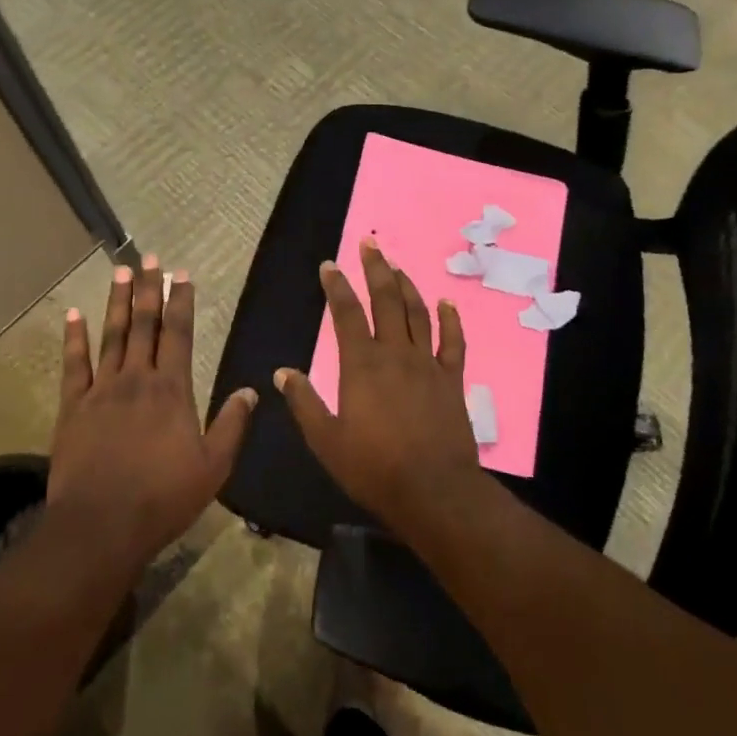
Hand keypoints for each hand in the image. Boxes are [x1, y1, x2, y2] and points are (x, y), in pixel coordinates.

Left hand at [46, 256, 255, 572]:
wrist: (101, 524)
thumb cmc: (163, 497)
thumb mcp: (214, 466)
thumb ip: (232, 424)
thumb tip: (252, 390)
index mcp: (172, 389)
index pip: (178, 333)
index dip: (181, 301)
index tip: (182, 274)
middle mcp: (137, 379)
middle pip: (144, 325)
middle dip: (149, 289)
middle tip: (149, 259)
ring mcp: (101, 390)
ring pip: (112, 336)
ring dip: (117, 302)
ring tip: (121, 271)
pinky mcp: (72, 407)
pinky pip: (74, 365)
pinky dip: (74, 338)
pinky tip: (74, 315)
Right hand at [275, 238, 484, 538]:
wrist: (433, 492)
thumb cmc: (374, 468)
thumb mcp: (326, 440)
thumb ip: (304, 402)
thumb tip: (282, 372)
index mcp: (361, 365)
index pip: (346, 314)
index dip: (336, 287)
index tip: (329, 265)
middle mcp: (395, 354)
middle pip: (386, 300)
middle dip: (376, 269)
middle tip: (370, 244)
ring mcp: (427, 364)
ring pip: (418, 313)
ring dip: (407, 286)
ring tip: (397, 266)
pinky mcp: (452, 380)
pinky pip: (453, 342)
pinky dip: (450, 319)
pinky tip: (446, 302)